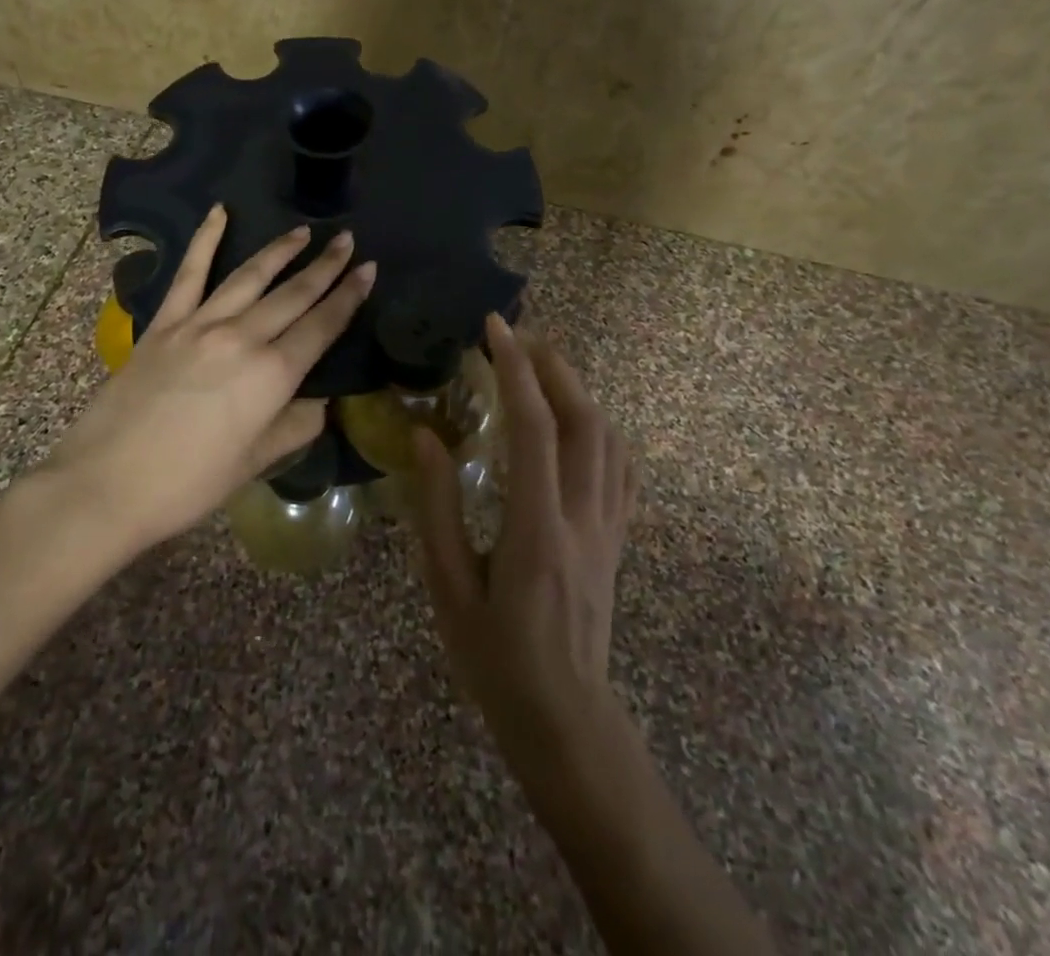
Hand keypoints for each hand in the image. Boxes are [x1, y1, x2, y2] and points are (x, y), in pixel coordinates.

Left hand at [51, 205, 374, 552]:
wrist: (105, 485)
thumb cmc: (188, 484)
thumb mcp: (254, 463)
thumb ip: (294, 426)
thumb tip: (319, 403)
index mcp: (272, 375)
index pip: (322, 326)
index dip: (349, 296)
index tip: (368, 268)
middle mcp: (242, 338)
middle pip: (293, 294)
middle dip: (325, 266)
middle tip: (346, 240)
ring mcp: (199, 325)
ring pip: (250, 277)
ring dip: (280, 251)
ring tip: (303, 232)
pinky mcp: (163, 324)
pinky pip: (189, 274)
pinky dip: (205, 240)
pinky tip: (219, 212)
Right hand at [409, 314, 638, 765]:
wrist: (564, 720)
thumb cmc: (494, 658)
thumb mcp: (446, 587)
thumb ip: (436, 508)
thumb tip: (426, 436)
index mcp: (536, 530)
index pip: (534, 429)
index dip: (516, 370)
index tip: (495, 329)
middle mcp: (583, 518)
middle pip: (584, 421)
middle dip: (553, 367)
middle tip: (519, 336)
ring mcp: (609, 528)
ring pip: (609, 440)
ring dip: (578, 391)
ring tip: (544, 367)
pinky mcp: (617, 540)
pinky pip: (623, 470)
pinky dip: (603, 430)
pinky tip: (581, 421)